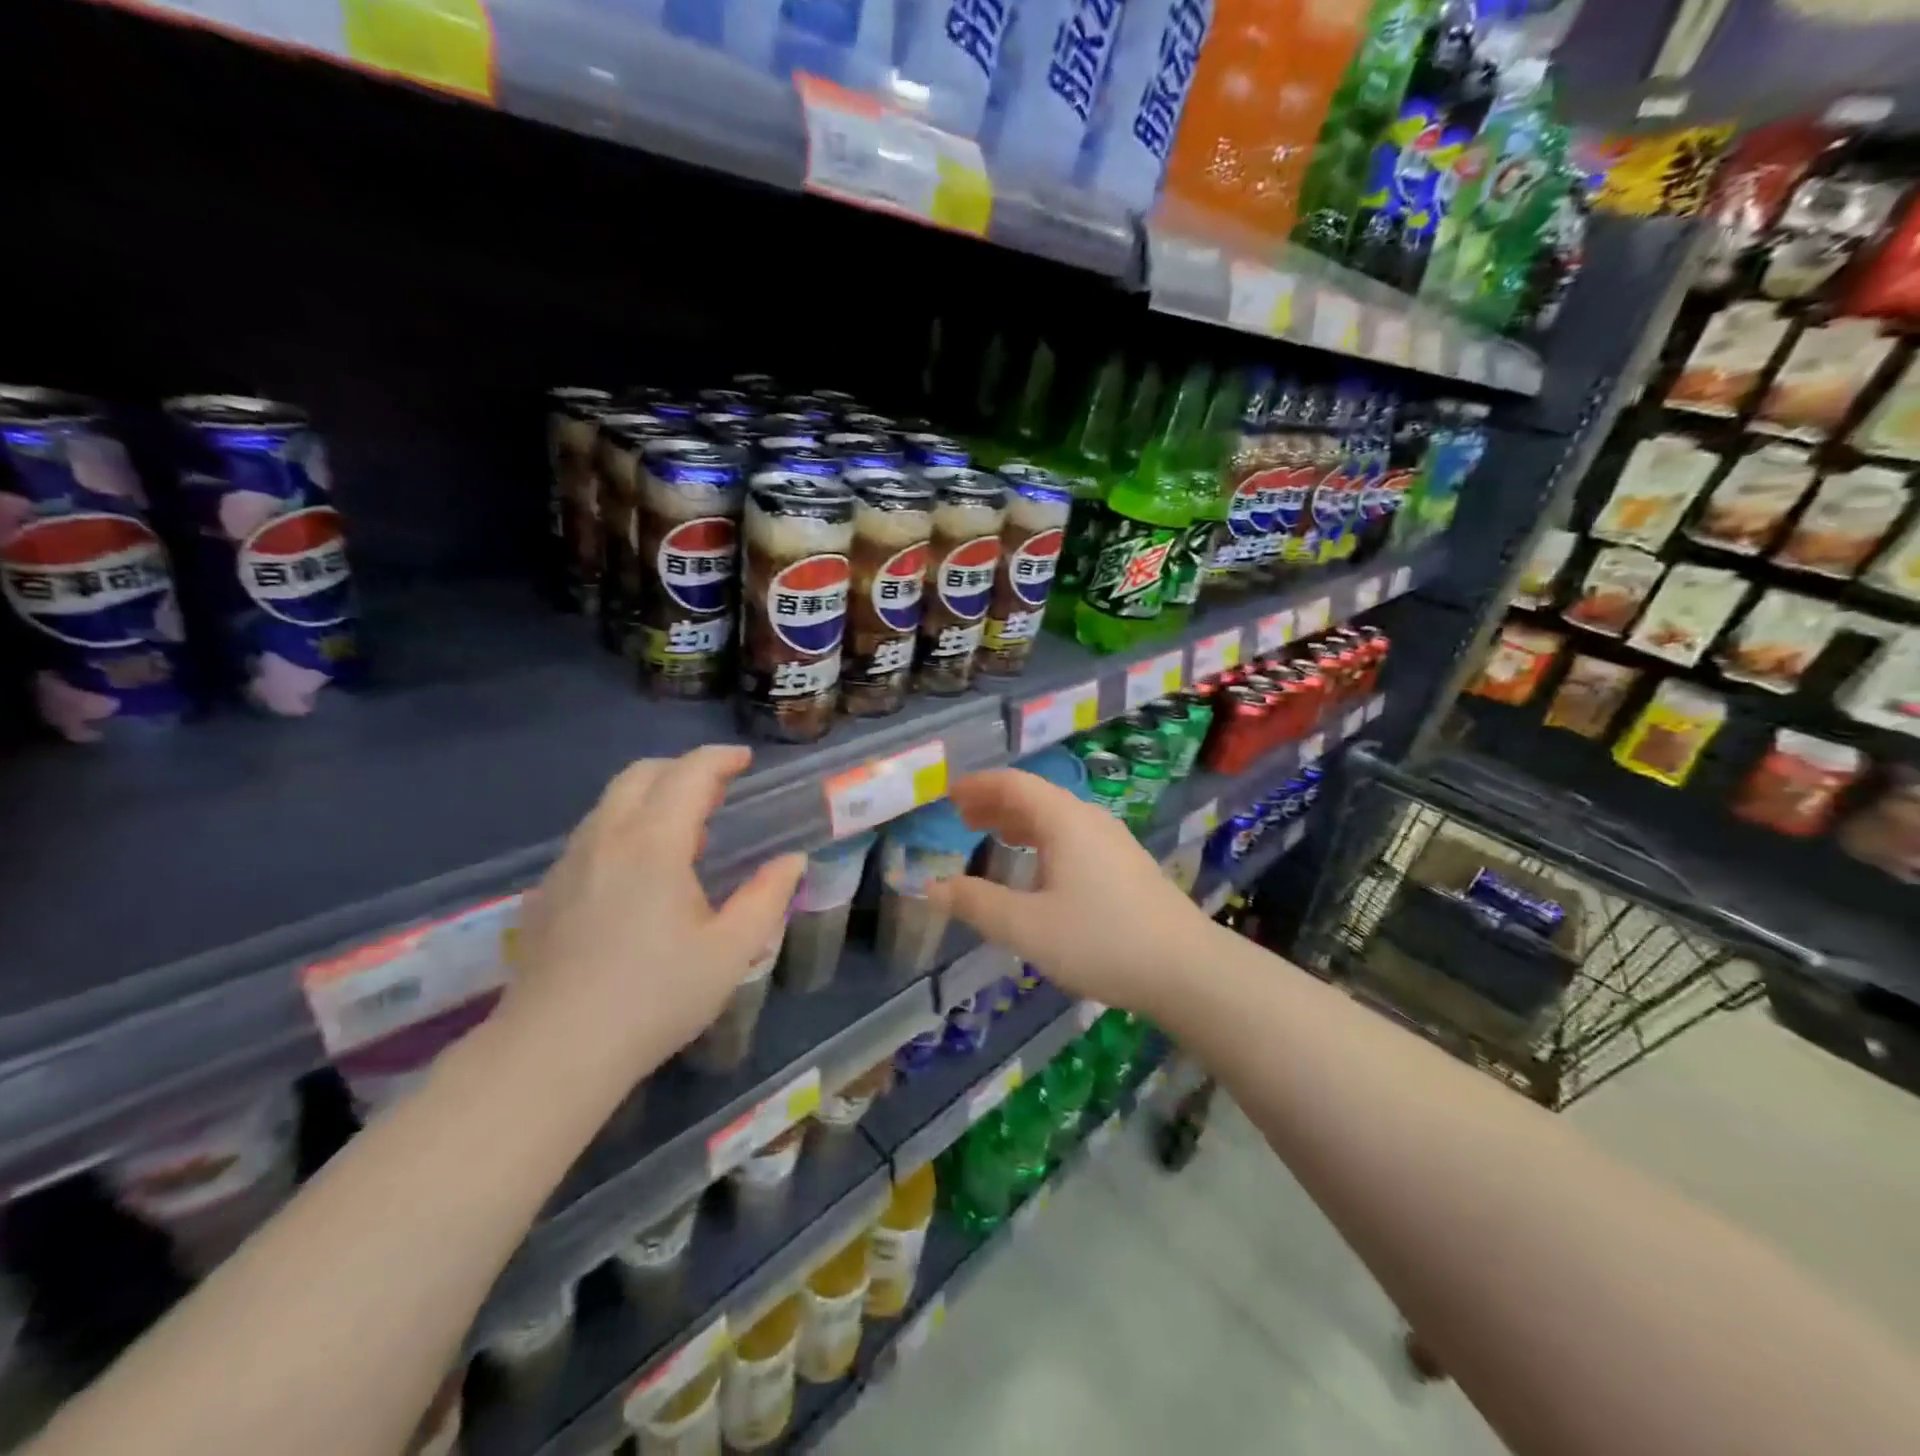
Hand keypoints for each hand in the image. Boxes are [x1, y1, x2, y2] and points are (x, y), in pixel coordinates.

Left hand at [505, 746, 803, 1080]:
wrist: (554, 1051)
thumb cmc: (655, 997)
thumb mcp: (731, 951)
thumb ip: (767, 896)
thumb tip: (792, 860)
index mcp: (654, 843)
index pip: (688, 774)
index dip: (719, 759)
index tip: (744, 761)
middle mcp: (605, 838)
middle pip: (641, 774)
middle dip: (682, 769)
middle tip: (717, 792)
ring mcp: (568, 863)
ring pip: (610, 804)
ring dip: (650, 798)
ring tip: (683, 834)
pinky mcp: (546, 891)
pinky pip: (590, 837)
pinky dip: (623, 829)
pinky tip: (637, 876)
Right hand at [930, 769, 1212, 1018]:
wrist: (1186, 968)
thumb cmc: (1100, 940)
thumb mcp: (1027, 927)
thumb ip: (977, 904)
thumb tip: (932, 887)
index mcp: (1064, 820)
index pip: (1013, 784)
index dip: (977, 786)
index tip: (948, 796)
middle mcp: (1089, 819)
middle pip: (1035, 796)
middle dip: (994, 803)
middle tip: (962, 818)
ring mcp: (1113, 840)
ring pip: (1056, 817)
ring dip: (1019, 821)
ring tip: (991, 836)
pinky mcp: (1126, 864)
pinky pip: (1072, 836)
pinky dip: (1041, 839)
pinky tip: (1037, 868)